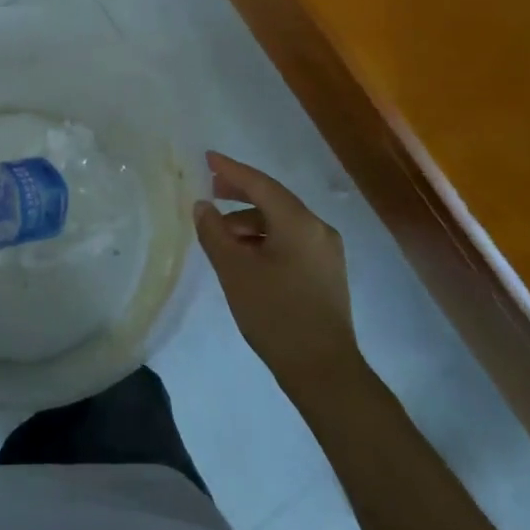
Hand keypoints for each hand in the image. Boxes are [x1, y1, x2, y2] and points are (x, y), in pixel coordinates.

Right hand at [194, 151, 359, 395]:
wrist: (324, 371)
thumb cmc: (276, 315)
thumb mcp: (235, 271)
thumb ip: (215, 233)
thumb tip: (203, 206)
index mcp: (299, 222)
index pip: (260, 184)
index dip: (231, 170)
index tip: (208, 158)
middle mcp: (318, 229)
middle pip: (274, 199)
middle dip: (241, 193)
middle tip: (211, 190)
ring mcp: (326, 251)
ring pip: (282, 222)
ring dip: (250, 221)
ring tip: (221, 234)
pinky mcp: (326, 272)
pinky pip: (291, 240)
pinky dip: (265, 238)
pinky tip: (246, 255)